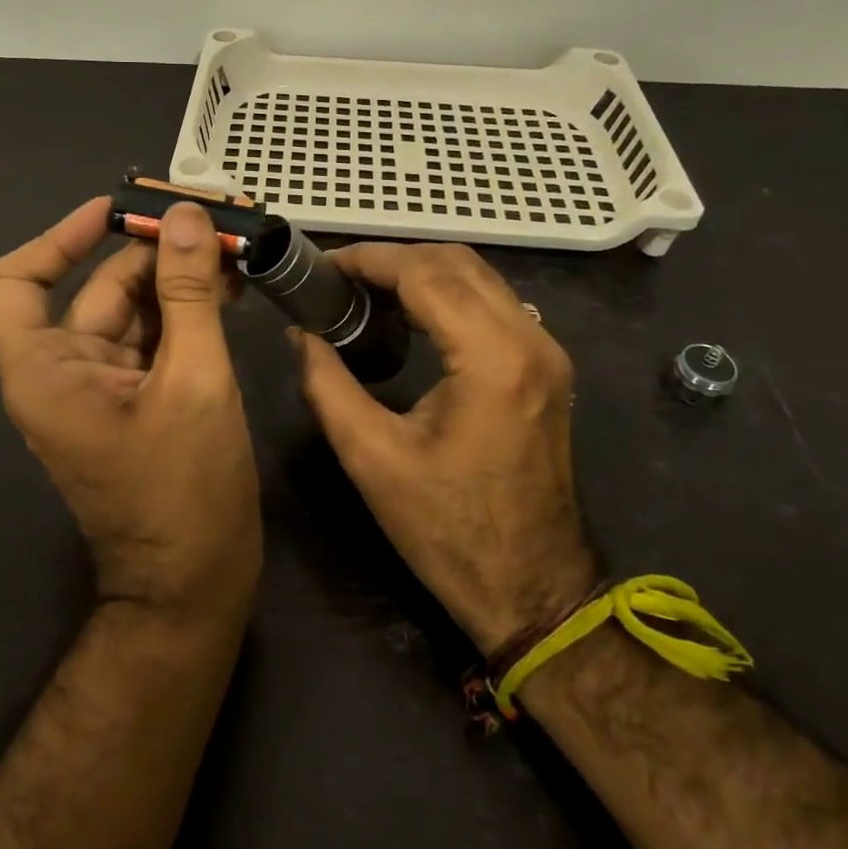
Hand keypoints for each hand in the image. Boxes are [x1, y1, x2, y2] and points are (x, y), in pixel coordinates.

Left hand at [0, 198, 260, 618]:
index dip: (60, 237)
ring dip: (179, 277)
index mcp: (46, 370)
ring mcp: (103, 386)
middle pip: (96, 287)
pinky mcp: (137, 399)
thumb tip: (187, 217)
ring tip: (233, 245)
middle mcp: (64, 371)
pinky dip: (187, 311)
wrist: (194, 584)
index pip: (17, 281)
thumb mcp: (194, 381)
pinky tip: (229, 287)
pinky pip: (155, 338)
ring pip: (134, 310)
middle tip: (211, 217)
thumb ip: (188, 294)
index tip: (116, 210)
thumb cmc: (185, 489)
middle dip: (154, 250)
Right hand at [294, 242, 596, 655]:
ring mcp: (547, 351)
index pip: (424, 274)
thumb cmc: (447, 530)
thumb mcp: (372, 457)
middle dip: (392, 259)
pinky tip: (408, 315)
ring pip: (478, 277)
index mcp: (492, 358)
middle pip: (455, 262)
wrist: (532, 589)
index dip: (368, 260)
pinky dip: (446, 294)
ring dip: (420, 272)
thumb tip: (300, 334)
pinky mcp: (545, 367)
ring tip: (365, 292)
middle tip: (339, 279)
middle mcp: (531, 339)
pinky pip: (493, 304)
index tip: (323, 267)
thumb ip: (327, 384)